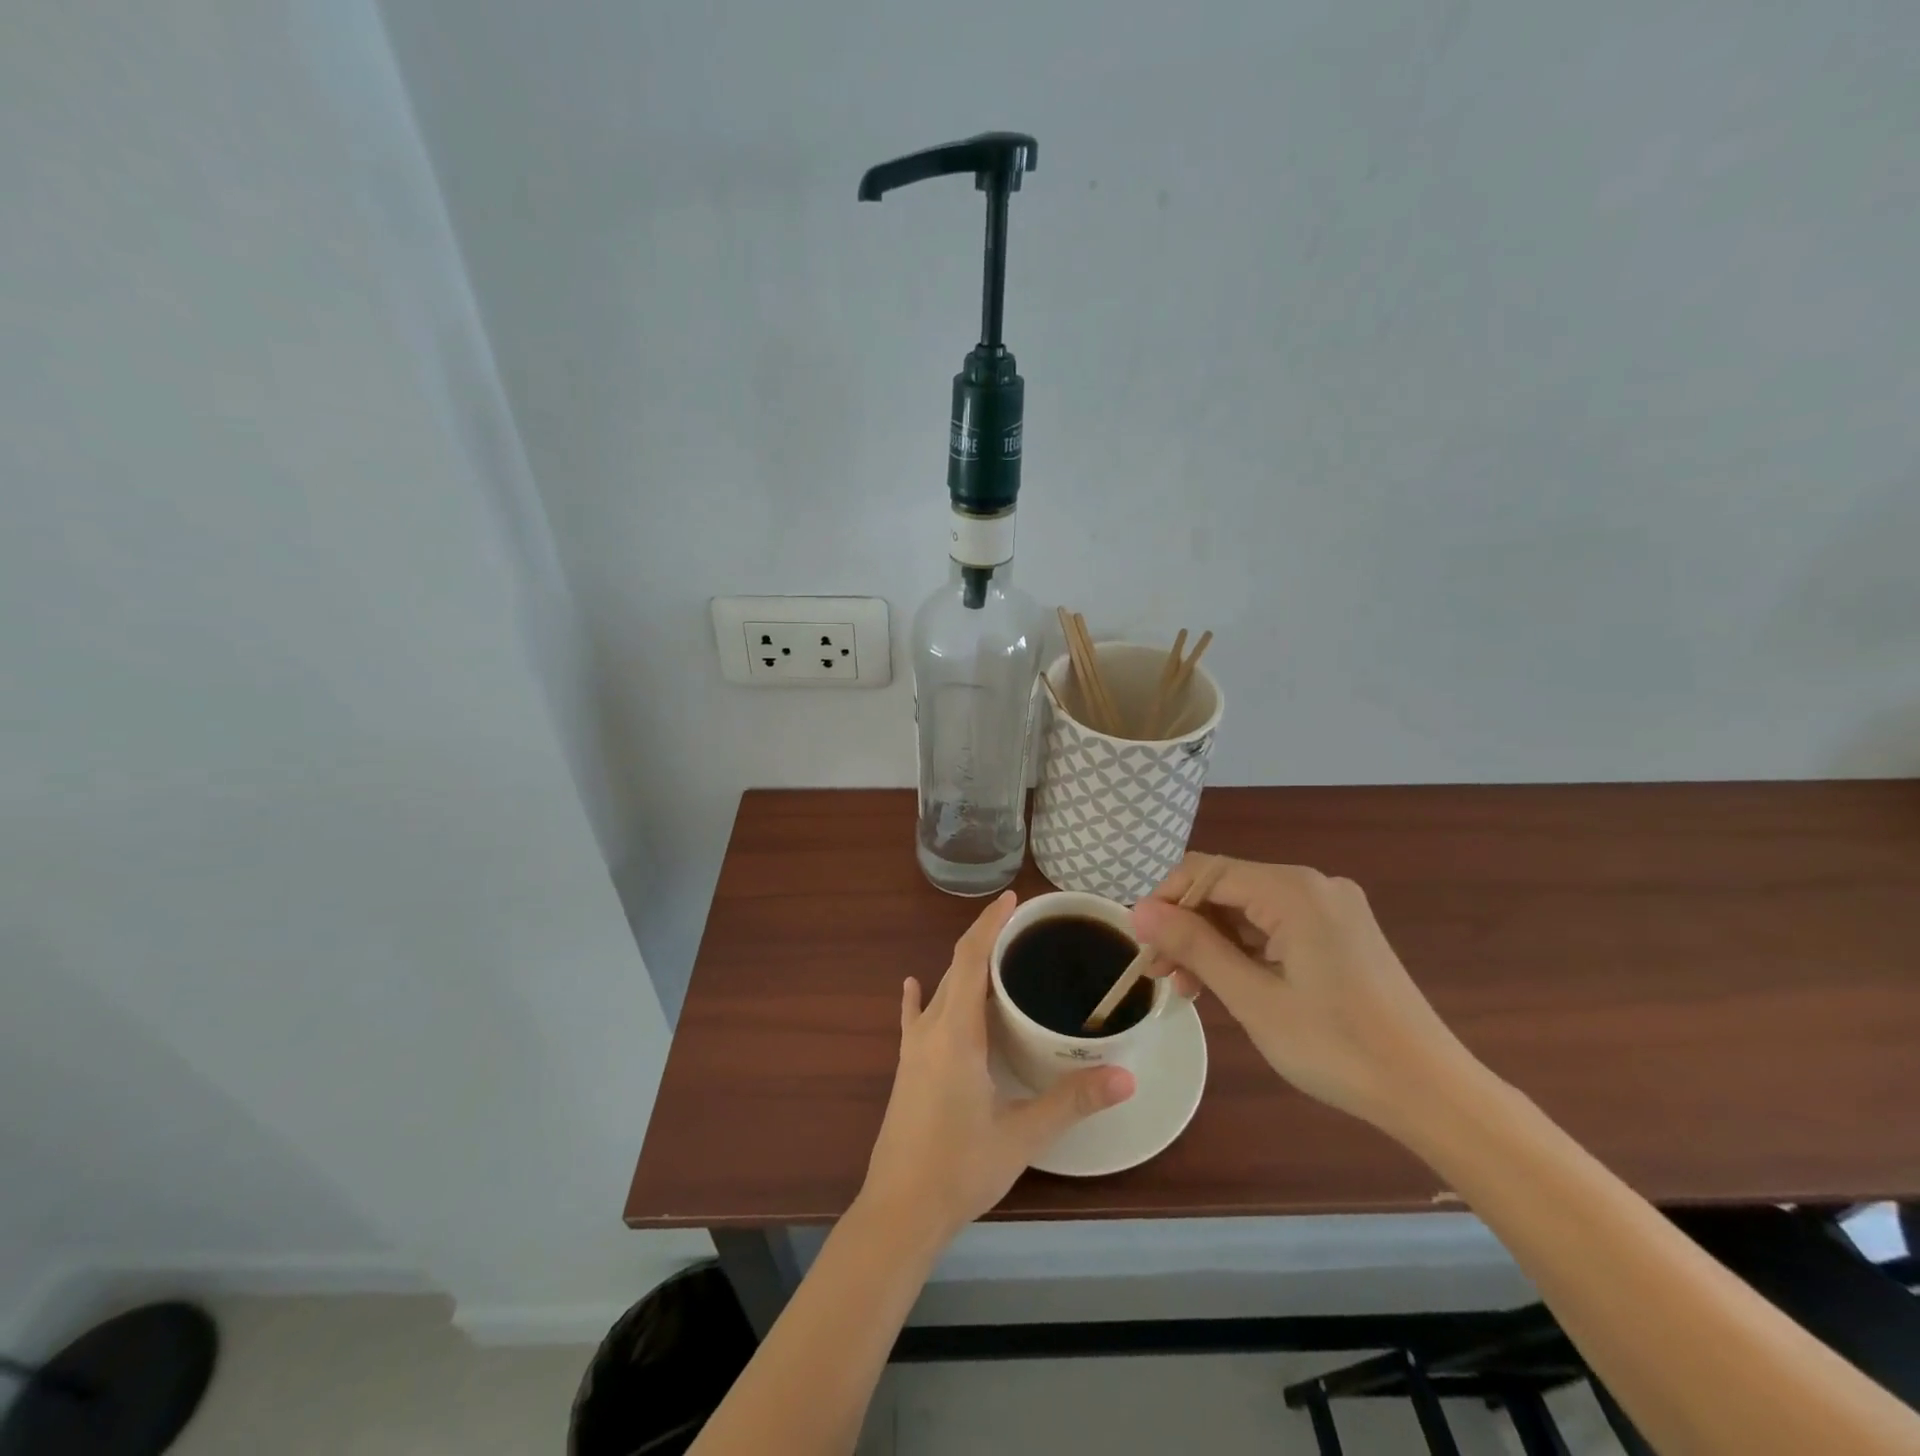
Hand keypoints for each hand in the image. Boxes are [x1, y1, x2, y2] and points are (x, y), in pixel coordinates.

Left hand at [860, 892, 1134, 1245]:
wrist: (899, 1211)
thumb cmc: (960, 1169)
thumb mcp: (1022, 1135)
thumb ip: (1072, 1102)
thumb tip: (1127, 1077)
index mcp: (956, 1033)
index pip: (970, 959)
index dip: (990, 924)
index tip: (1013, 899)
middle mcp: (931, 1029)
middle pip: (956, 967)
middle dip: (984, 939)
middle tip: (1022, 926)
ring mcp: (914, 1048)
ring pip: (940, 990)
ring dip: (964, 967)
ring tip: (996, 955)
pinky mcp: (907, 1067)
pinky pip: (915, 1018)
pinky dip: (921, 996)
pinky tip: (913, 985)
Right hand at [1131, 856, 1477, 1130]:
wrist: (1432, 1093)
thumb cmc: (1337, 1047)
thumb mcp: (1253, 998)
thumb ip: (1194, 945)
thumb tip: (1138, 910)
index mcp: (1294, 890)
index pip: (1205, 872)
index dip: (1164, 901)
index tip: (1140, 943)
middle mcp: (1314, 885)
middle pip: (1227, 889)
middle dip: (1187, 926)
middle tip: (1160, 973)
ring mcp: (1332, 908)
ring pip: (1250, 909)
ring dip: (1213, 941)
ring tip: (1188, 987)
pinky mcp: (1342, 932)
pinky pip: (1277, 926)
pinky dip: (1246, 949)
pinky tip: (1228, 982)